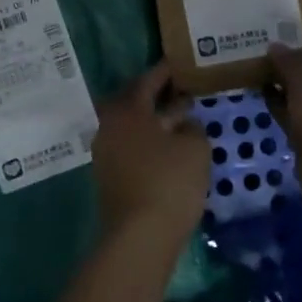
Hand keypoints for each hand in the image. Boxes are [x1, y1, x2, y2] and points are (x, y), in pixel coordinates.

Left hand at [93, 62, 209, 245]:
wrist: (139, 238)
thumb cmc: (169, 181)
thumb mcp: (195, 147)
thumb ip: (192, 127)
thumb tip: (184, 123)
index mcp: (127, 109)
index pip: (148, 80)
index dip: (166, 71)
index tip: (180, 63)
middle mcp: (109, 125)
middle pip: (136, 103)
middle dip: (159, 96)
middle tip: (183, 90)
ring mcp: (106, 152)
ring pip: (134, 127)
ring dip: (155, 122)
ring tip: (182, 121)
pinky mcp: (109, 177)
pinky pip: (132, 148)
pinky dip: (149, 143)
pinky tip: (169, 150)